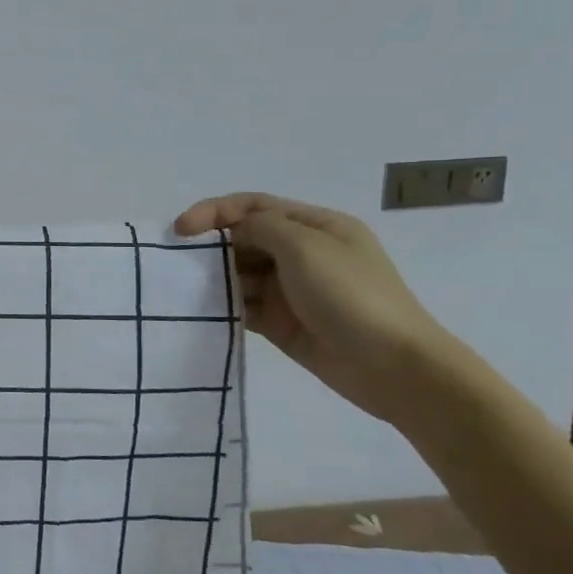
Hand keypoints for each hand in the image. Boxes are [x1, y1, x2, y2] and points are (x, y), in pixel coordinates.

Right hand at [175, 193, 455, 423]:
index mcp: (316, 226)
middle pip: (244, 239)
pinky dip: (223, 306)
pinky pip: (243, 307)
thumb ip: (261, 228)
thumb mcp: (305, 246)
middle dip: (211, 246)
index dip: (214, 211)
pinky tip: (203, 311)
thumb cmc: (351, 295)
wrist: (394, 366)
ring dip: (214, 278)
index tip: (181, 229)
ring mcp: (292, 290)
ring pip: (240, 274)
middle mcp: (302, 253)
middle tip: (178, 262)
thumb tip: (233, 230)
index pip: (254, 206)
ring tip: (186, 289)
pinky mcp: (282, 322)